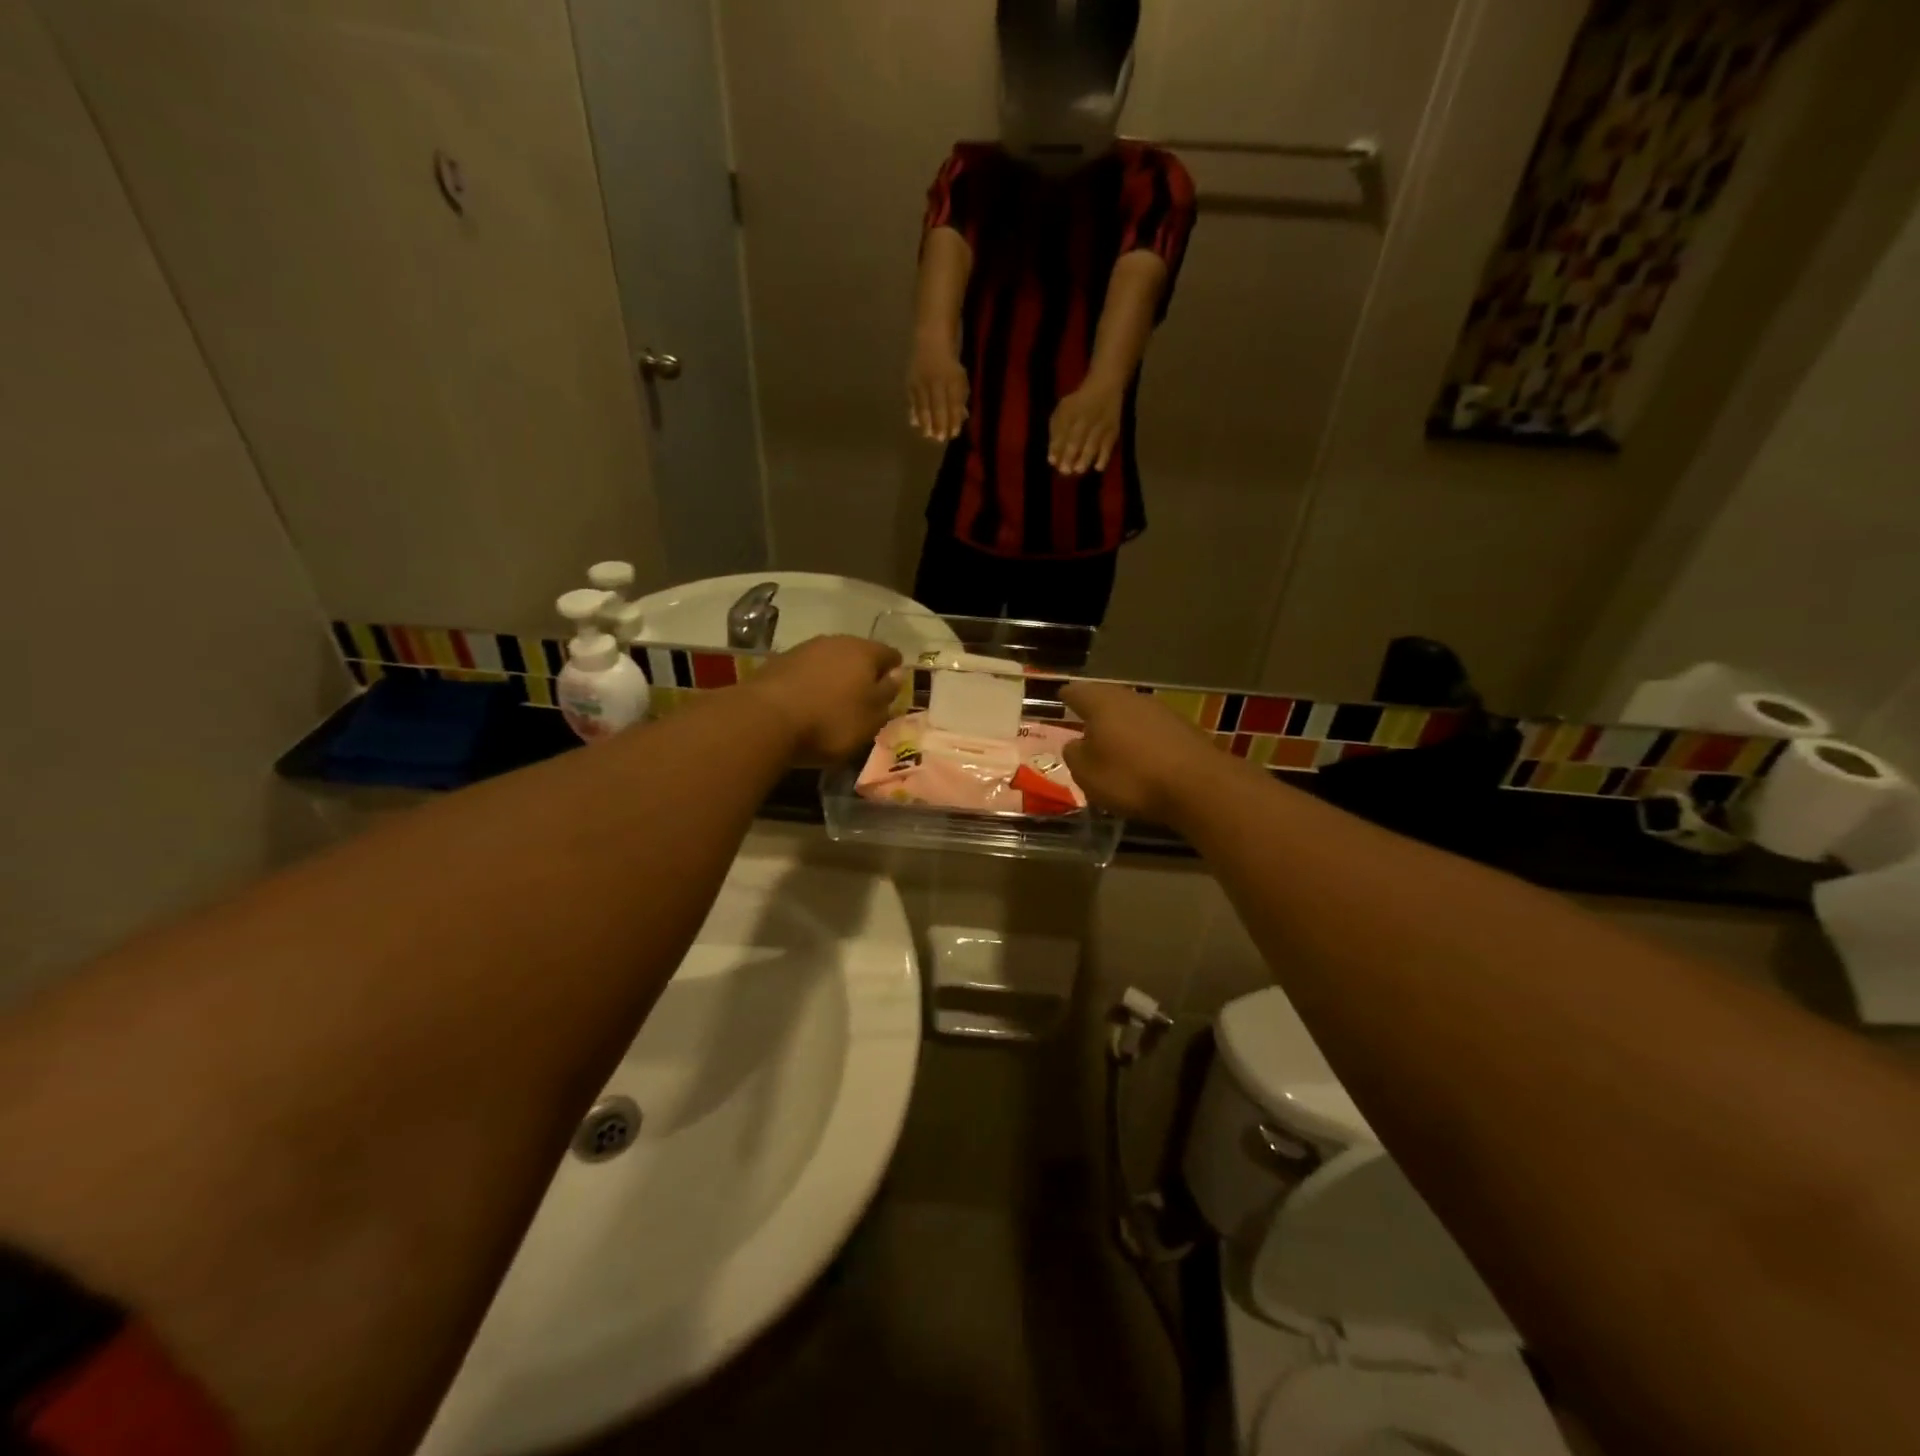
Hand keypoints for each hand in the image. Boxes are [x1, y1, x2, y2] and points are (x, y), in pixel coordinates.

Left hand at [744, 636, 903, 763]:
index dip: (895, 672)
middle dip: (863, 673)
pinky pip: (806, 670)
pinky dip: (812, 682)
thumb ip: (887, 694)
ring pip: (830, 660)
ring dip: (835, 677)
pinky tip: (808, 702)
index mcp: (865, 652)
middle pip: (858, 654)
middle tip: (864, 699)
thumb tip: (897, 674)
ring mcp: (804, 649)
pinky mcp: (778, 662)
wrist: (765, 719)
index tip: (892, 692)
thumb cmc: (830, 721)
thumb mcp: (870, 718)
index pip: (890, 654)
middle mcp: (836, 641)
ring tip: (834, 702)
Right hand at [907, 337, 969, 442]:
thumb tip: (961, 418)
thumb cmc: (949, 364)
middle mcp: (936, 381)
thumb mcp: (960, 378)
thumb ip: (961, 398)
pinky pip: (912, 400)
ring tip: (927, 434)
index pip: (954, 403)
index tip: (954, 433)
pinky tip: (916, 423)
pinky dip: (913, 412)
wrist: (931, 341)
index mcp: (952, 379)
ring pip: (923, 405)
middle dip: (939, 424)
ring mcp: (921, 381)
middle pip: (938, 406)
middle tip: (940, 439)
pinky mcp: (910, 382)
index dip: (954, 420)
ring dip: (925, 422)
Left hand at [1048, 379, 1122, 474]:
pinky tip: (1098, 467)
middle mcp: (1085, 418)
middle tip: (1065, 471)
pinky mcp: (1113, 430)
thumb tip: (1052, 459)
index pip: (1061, 432)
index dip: (1056, 447)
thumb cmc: (1079, 403)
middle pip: (1076, 439)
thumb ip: (1056, 432)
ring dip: (1085, 458)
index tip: (1052, 462)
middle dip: (1069, 455)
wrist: (1105, 385)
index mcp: (1069, 413)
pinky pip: (1109, 444)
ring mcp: (1100, 424)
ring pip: (1092, 443)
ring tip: (1078, 470)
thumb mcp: (1062, 410)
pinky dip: (1104, 456)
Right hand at [1061, 681, 1221, 823]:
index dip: (1067, 696)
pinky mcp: (1184, 729)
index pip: (1077, 692)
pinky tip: (1141, 755)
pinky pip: (1153, 730)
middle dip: (1095, 709)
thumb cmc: (1131, 777)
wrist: (1199, 786)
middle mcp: (1131, 698)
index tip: (1060, 698)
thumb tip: (1076, 744)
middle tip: (1083, 721)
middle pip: (1107, 698)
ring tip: (1111, 741)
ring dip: (1121, 725)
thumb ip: (1075, 755)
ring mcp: (1161, 711)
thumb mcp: (1087, 774)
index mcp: (1102, 703)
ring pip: (1132, 712)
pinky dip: (1143, 739)